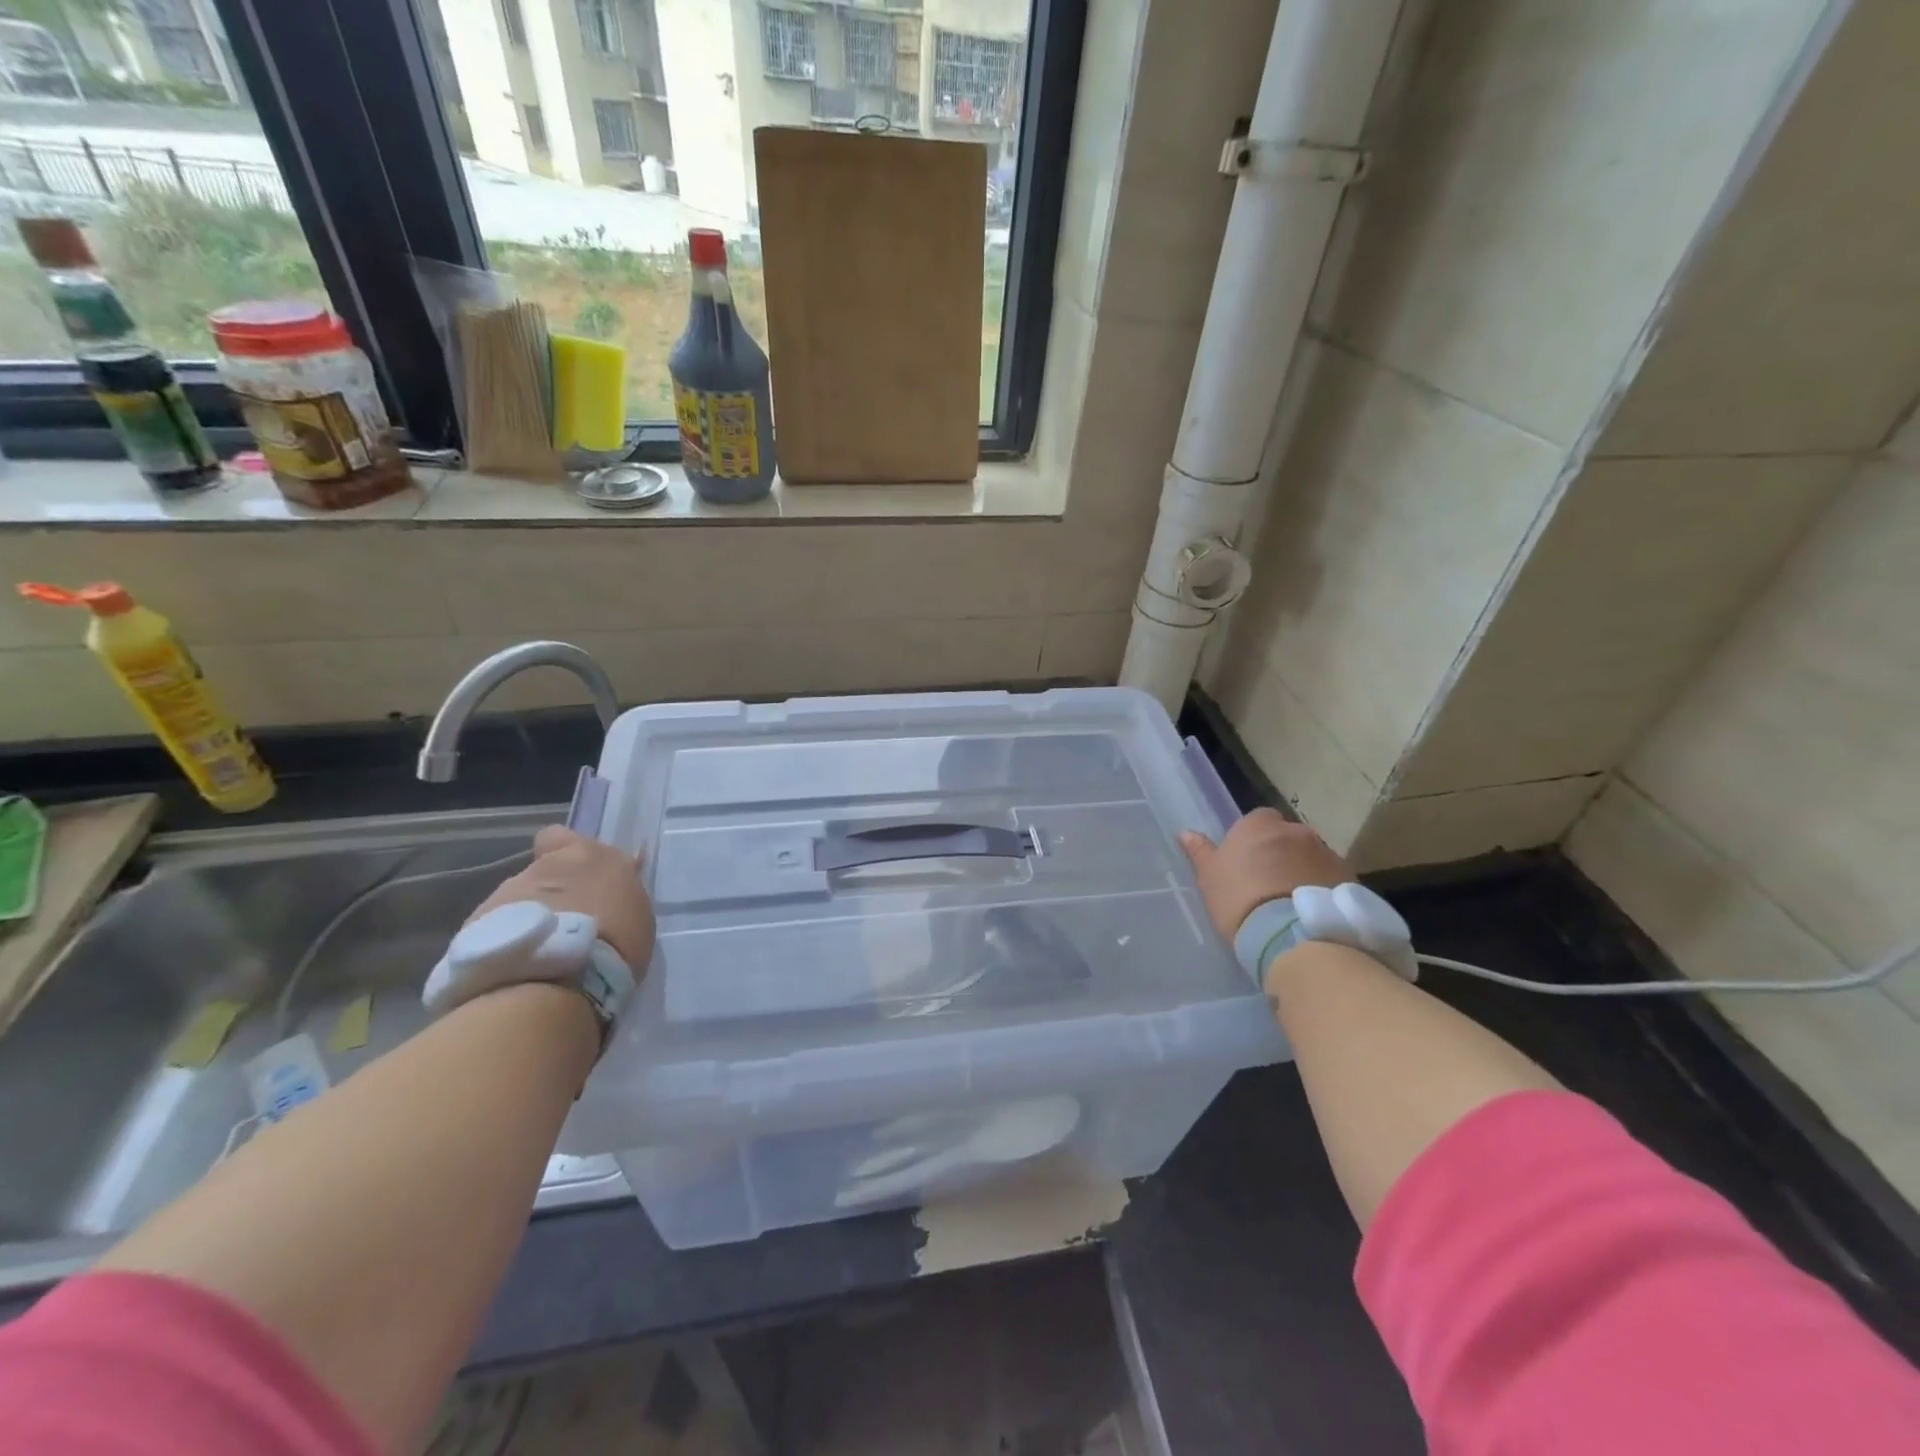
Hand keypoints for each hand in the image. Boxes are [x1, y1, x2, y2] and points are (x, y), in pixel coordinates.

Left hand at [470, 826, 655, 971]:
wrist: (558, 980)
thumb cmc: (616, 943)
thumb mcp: (635, 912)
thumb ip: (614, 892)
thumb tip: (604, 890)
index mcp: (589, 855)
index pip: (561, 836)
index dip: (563, 853)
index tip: (576, 877)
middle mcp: (545, 866)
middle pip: (540, 872)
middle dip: (548, 893)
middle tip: (562, 926)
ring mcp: (507, 893)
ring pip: (516, 902)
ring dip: (527, 919)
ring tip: (539, 953)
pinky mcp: (478, 924)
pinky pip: (495, 929)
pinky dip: (506, 942)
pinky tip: (518, 966)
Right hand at [1179, 809, 1352, 941]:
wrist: (1291, 935)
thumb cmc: (1239, 899)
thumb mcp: (1209, 878)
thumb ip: (1200, 852)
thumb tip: (1185, 833)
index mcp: (1258, 824)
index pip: (1258, 820)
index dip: (1253, 841)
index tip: (1247, 864)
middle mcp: (1295, 830)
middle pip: (1288, 837)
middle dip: (1282, 854)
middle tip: (1270, 884)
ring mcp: (1326, 853)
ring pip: (1312, 857)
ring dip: (1304, 870)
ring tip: (1293, 903)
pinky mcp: (1349, 878)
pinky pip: (1332, 878)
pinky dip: (1323, 888)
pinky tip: (1312, 913)